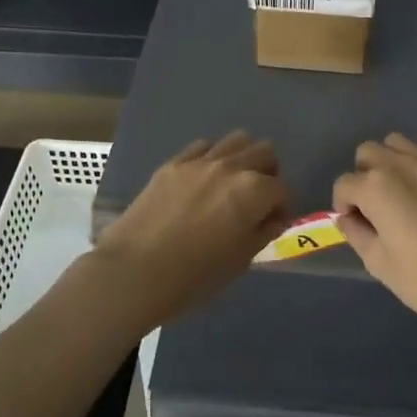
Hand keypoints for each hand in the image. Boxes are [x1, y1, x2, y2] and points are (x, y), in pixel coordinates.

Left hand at [92, 132, 290, 327]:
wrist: (135, 271)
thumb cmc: (195, 276)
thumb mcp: (240, 261)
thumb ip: (262, 232)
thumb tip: (272, 219)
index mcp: (253, 191)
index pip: (281, 190)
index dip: (282, 208)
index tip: (273, 223)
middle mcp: (231, 167)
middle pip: (264, 153)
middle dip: (268, 174)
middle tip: (257, 199)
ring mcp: (200, 161)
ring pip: (236, 140)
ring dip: (242, 158)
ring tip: (232, 184)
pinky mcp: (173, 163)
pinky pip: (202, 147)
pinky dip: (211, 158)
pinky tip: (203, 180)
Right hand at [333, 133, 416, 336]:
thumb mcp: (380, 265)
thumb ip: (357, 234)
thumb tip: (348, 218)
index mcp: (376, 188)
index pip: (344, 185)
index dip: (344, 206)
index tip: (356, 225)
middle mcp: (400, 165)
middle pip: (367, 153)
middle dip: (363, 177)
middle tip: (374, 207)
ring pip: (396, 143)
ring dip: (390, 162)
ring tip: (400, 191)